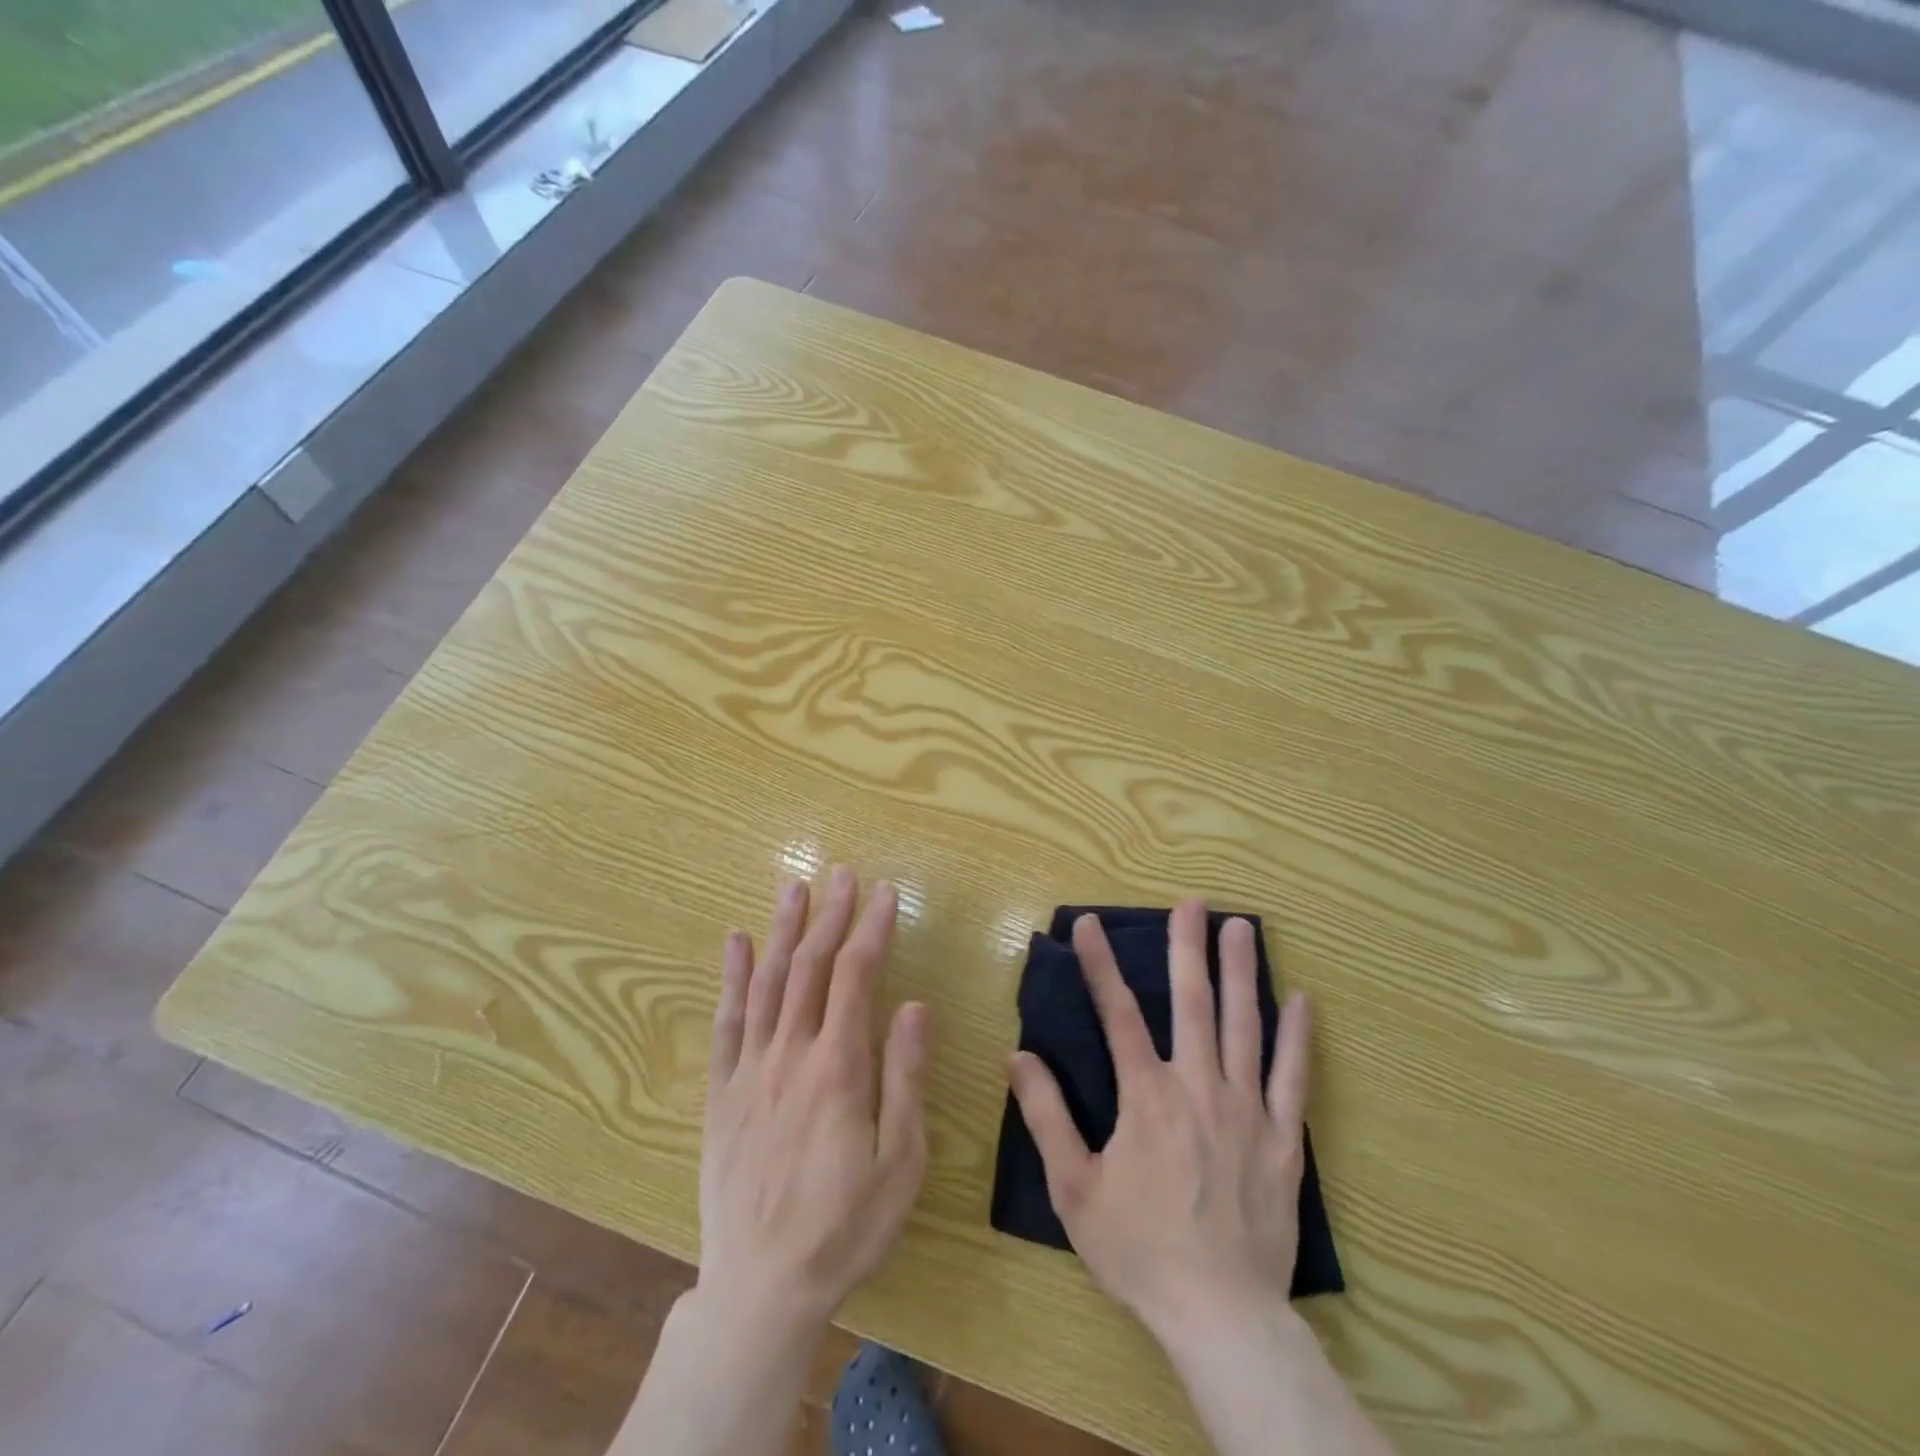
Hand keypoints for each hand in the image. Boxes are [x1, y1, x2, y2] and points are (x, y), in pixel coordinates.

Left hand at [698, 868, 930, 1331]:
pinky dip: (730, 978)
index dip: (872, 929)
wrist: (761, 1288)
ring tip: (794, 887)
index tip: (885, 894)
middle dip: (830, 915)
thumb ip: (905, 1077)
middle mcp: (790, 1054)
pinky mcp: (720, 1093)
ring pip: (766, 983)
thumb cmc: (845, 1226)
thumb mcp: (900, 1161)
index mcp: (839, 1067)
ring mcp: (750, 1070)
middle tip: (841, 874)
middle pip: (810, 967)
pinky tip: (734, 943)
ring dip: (782, 930)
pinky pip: (725, 1023)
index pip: (856, 977)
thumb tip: (914, 1005)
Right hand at [1008, 899, 1311, 1349]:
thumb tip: (1019, 1056)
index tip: (1089, 924)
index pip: (1118, 1013)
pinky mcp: (1284, 1139)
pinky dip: (1298, 1037)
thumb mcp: (1075, 1188)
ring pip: (1245, 1025)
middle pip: (1192, 1002)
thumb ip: (1047, 1116)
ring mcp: (1247, 1109)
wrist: (1220, 1315)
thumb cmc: (1140, 1250)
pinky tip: (1302, 1001)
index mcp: (1146, 1096)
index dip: (1100, 965)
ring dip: (1241, 972)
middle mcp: (1198, 1086)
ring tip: (1242, 928)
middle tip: (1193, 903)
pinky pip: (1295, 1078)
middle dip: (1187, 947)